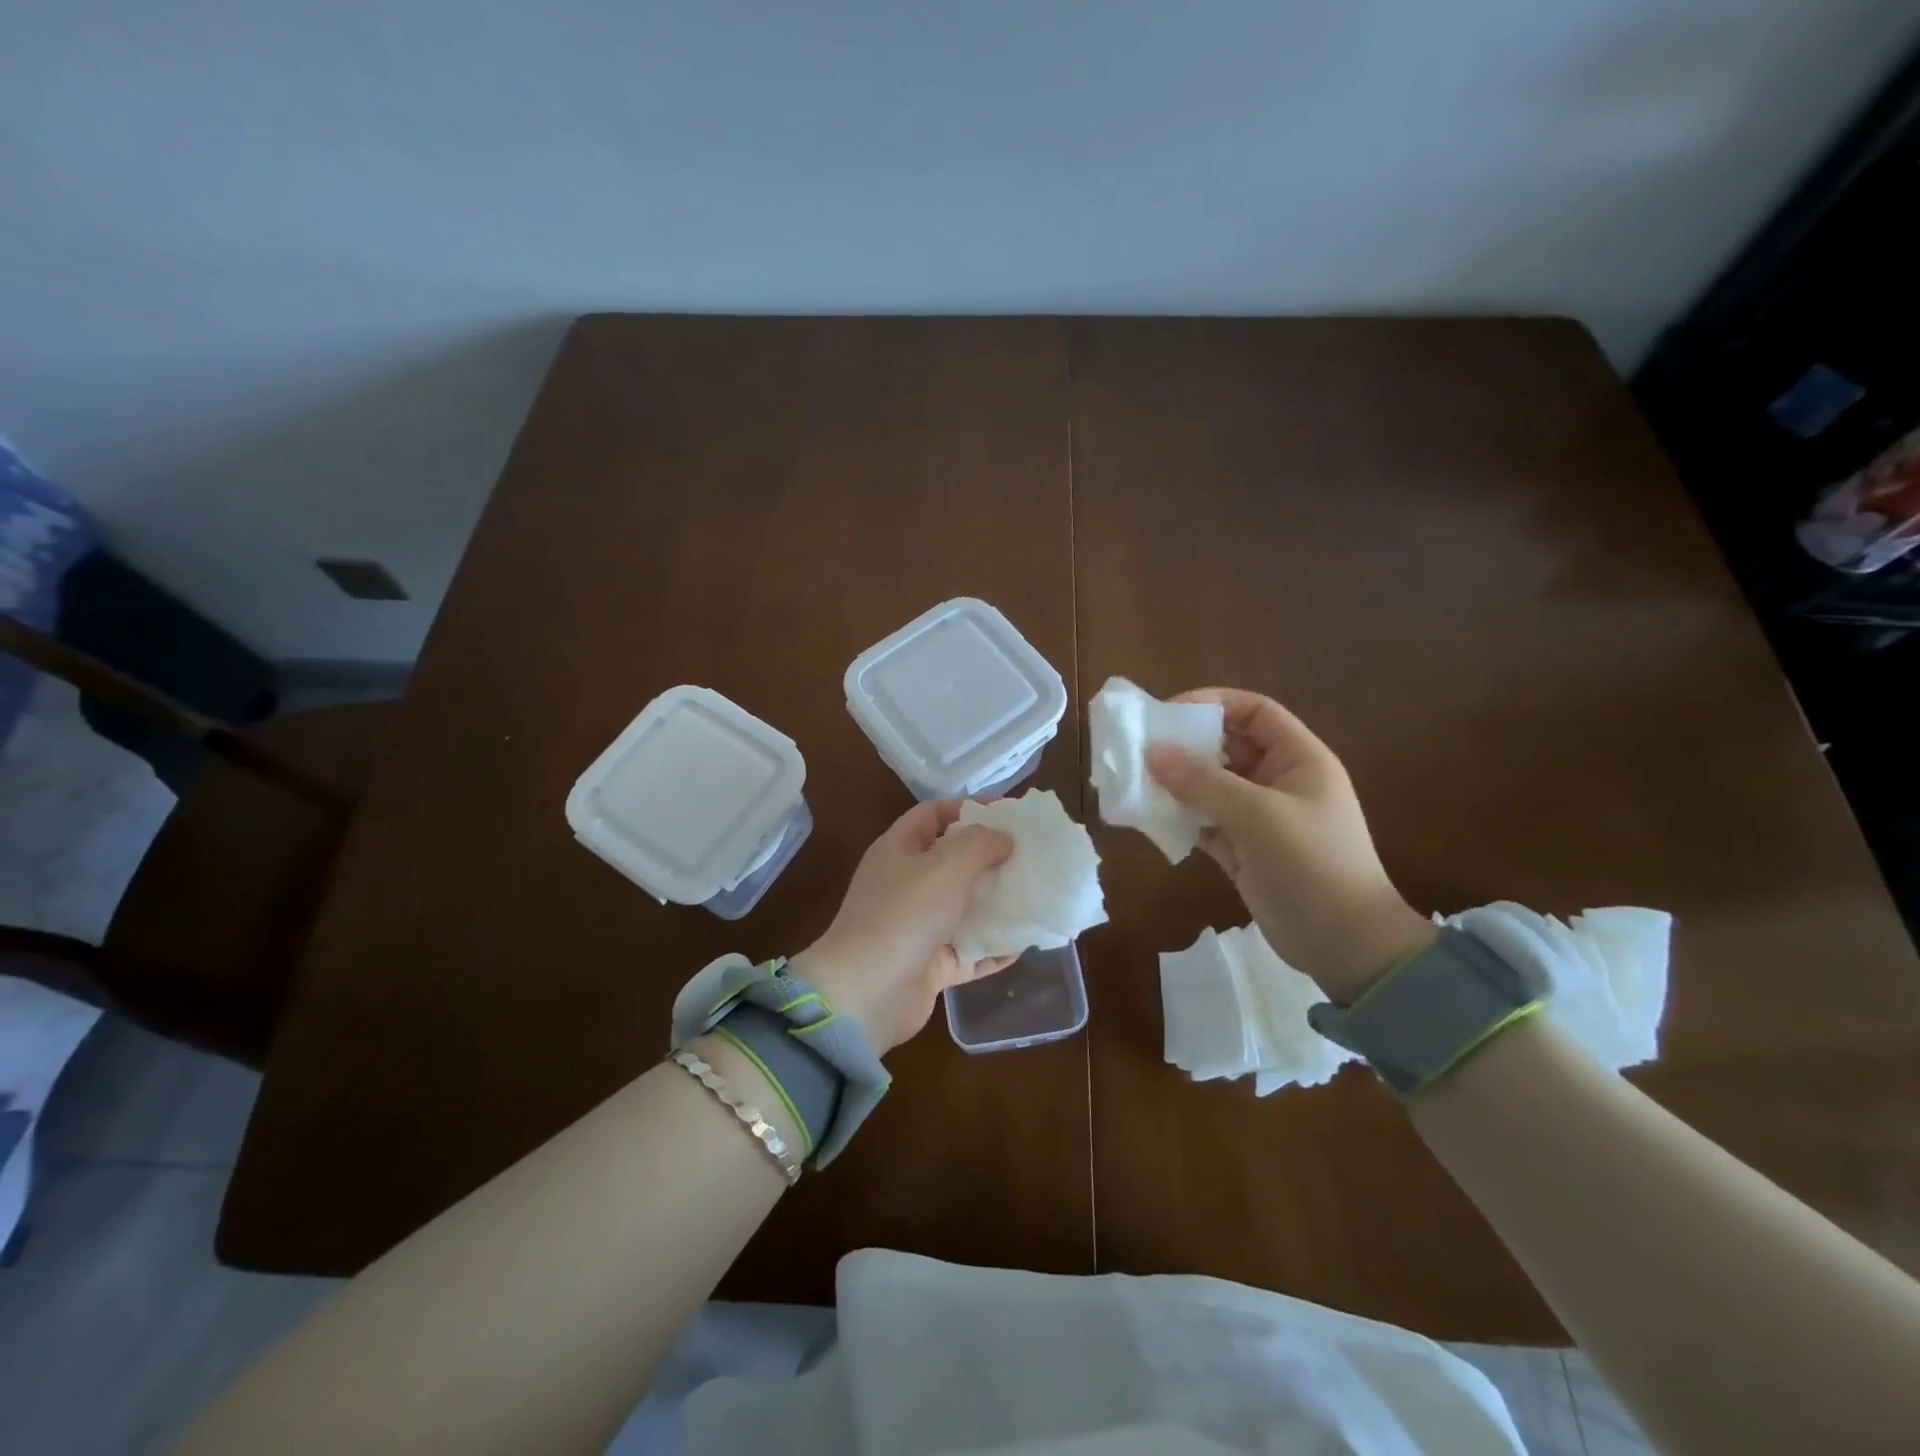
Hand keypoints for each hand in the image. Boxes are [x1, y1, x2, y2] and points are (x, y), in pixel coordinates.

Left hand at [789, 800, 1016, 1055]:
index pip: (933, 815)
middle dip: (990, 857)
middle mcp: (906, 885)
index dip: (968, 808)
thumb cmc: (904, 914)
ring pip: (963, 908)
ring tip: (1036, 895)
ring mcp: (917, 927)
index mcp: (899, 851)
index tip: (1009, 812)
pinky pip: (969, 951)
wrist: (867, 992)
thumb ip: (979, 844)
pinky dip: (994, 948)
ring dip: (997, 903)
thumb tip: (1003, 838)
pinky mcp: (929, 965)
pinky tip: (1025, 944)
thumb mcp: (945, 865)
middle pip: (952, 861)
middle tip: (1031, 854)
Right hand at [1146, 687, 1433, 1000]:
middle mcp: (1278, 781)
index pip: (1254, 712)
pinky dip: (1179, 817)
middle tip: (1140, 749)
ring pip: (1210, 785)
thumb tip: (1152, 751)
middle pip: (1226, 746)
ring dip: (1176, 783)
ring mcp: (1259, 817)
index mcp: (1298, 759)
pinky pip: (1203, 820)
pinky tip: (1151, 817)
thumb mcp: (1258, 816)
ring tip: (1136, 782)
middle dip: (1185, 745)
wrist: (1345, 944)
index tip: (1167, 712)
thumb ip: (1203, 782)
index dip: (1213, 703)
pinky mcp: (1242, 848)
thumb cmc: (1311, 864)